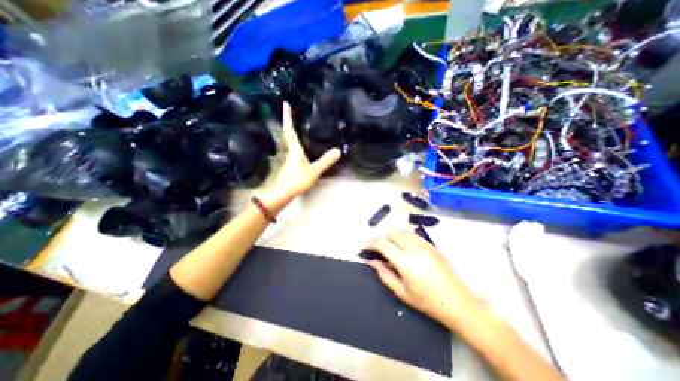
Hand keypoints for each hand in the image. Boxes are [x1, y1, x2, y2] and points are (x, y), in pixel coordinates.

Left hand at [273, 103, 342, 200]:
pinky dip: (295, 143)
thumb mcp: (314, 171)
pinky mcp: (289, 165)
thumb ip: (325, 161)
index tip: (285, 103)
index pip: (290, 130)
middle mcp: (290, 151)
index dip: (287, 117)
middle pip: (287, 134)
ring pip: (289, 142)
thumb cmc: (297, 181)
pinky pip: (292, 150)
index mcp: (295, 150)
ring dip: (291, 132)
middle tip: (291, 111)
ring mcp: (288, 158)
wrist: (284, 194)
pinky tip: (302, 146)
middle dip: (288, 121)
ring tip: (297, 124)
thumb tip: (338, 150)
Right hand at [364, 229, 479, 326]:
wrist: (458, 302)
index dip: (371, 242)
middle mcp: (414, 249)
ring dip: (390, 234)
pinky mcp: (431, 244)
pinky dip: (402, 235)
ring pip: (402, 231)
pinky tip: (400, 243)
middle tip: (374, 244)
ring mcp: (424, 244)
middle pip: (391, 233)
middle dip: (379, 236)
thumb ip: (383, 274)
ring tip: (386, 242)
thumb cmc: (427, 301)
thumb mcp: (401, 292)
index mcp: (406, 262)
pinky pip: (412, 234)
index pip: (383, 244)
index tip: (365, 246)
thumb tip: (371, 261)